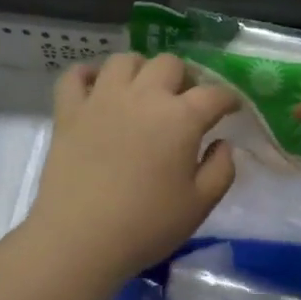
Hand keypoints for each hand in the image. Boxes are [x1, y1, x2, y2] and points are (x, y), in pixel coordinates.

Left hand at [29, 53, 239, 286]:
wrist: (80, 239)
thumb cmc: (147, 225)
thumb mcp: (200, 204)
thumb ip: (221, 169)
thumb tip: (223, 144)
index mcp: (181, 117)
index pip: (214, 94)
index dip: (228, 99)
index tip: (232, 109)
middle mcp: (143, 96)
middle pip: (170, 64)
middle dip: (185, 78)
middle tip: (186, 102)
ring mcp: (102, 99)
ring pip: (125, 60)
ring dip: (141, 70)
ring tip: (143, 92)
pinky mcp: (69, 111)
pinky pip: (75, 75)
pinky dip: (88, 75)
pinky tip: (97, 88)